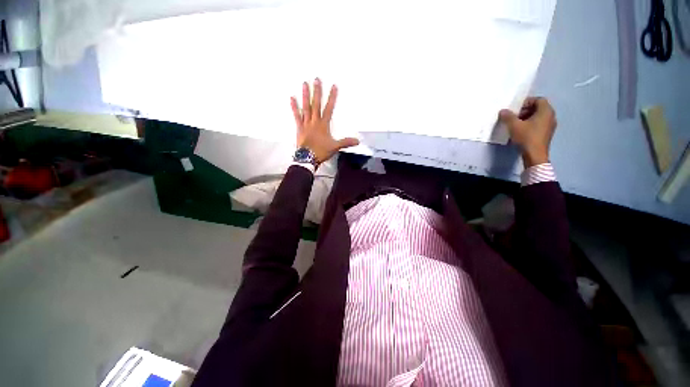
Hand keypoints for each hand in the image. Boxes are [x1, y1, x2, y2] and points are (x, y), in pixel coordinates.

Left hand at [290, 78, 358, 163]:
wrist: (307, 158)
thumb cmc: (321, 152)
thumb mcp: (335, 147)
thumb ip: (346, 142)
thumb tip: (357, 141)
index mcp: (323, 125)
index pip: (329, 109)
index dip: (332, 97)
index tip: (333, 86)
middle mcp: (314, 121)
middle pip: (316, 104)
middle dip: (317, 92)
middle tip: (316, 79)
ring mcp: (306, 124)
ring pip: (306, 107)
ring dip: (305, 95)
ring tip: (304, 83)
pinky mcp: (299, 127)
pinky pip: (296, 116)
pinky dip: (294, 107)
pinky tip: (292, 98)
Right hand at [499, 97, 556, 167]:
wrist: (535, 155)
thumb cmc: (526, 137)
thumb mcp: (514, 126)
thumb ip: (508, 117)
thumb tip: (503, 111)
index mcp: (546, 111)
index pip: (538, 100)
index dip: (526, 102)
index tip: (516, 109)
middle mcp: (551, 116)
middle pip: (538, 108)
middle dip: (525, 110)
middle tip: (514, 117)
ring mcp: (550, 126)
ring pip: (538, 116)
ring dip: (527, 118)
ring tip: (516, 124)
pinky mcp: (547, 133)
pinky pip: (539, 124)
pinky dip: (530, 124)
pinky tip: (521, 131)